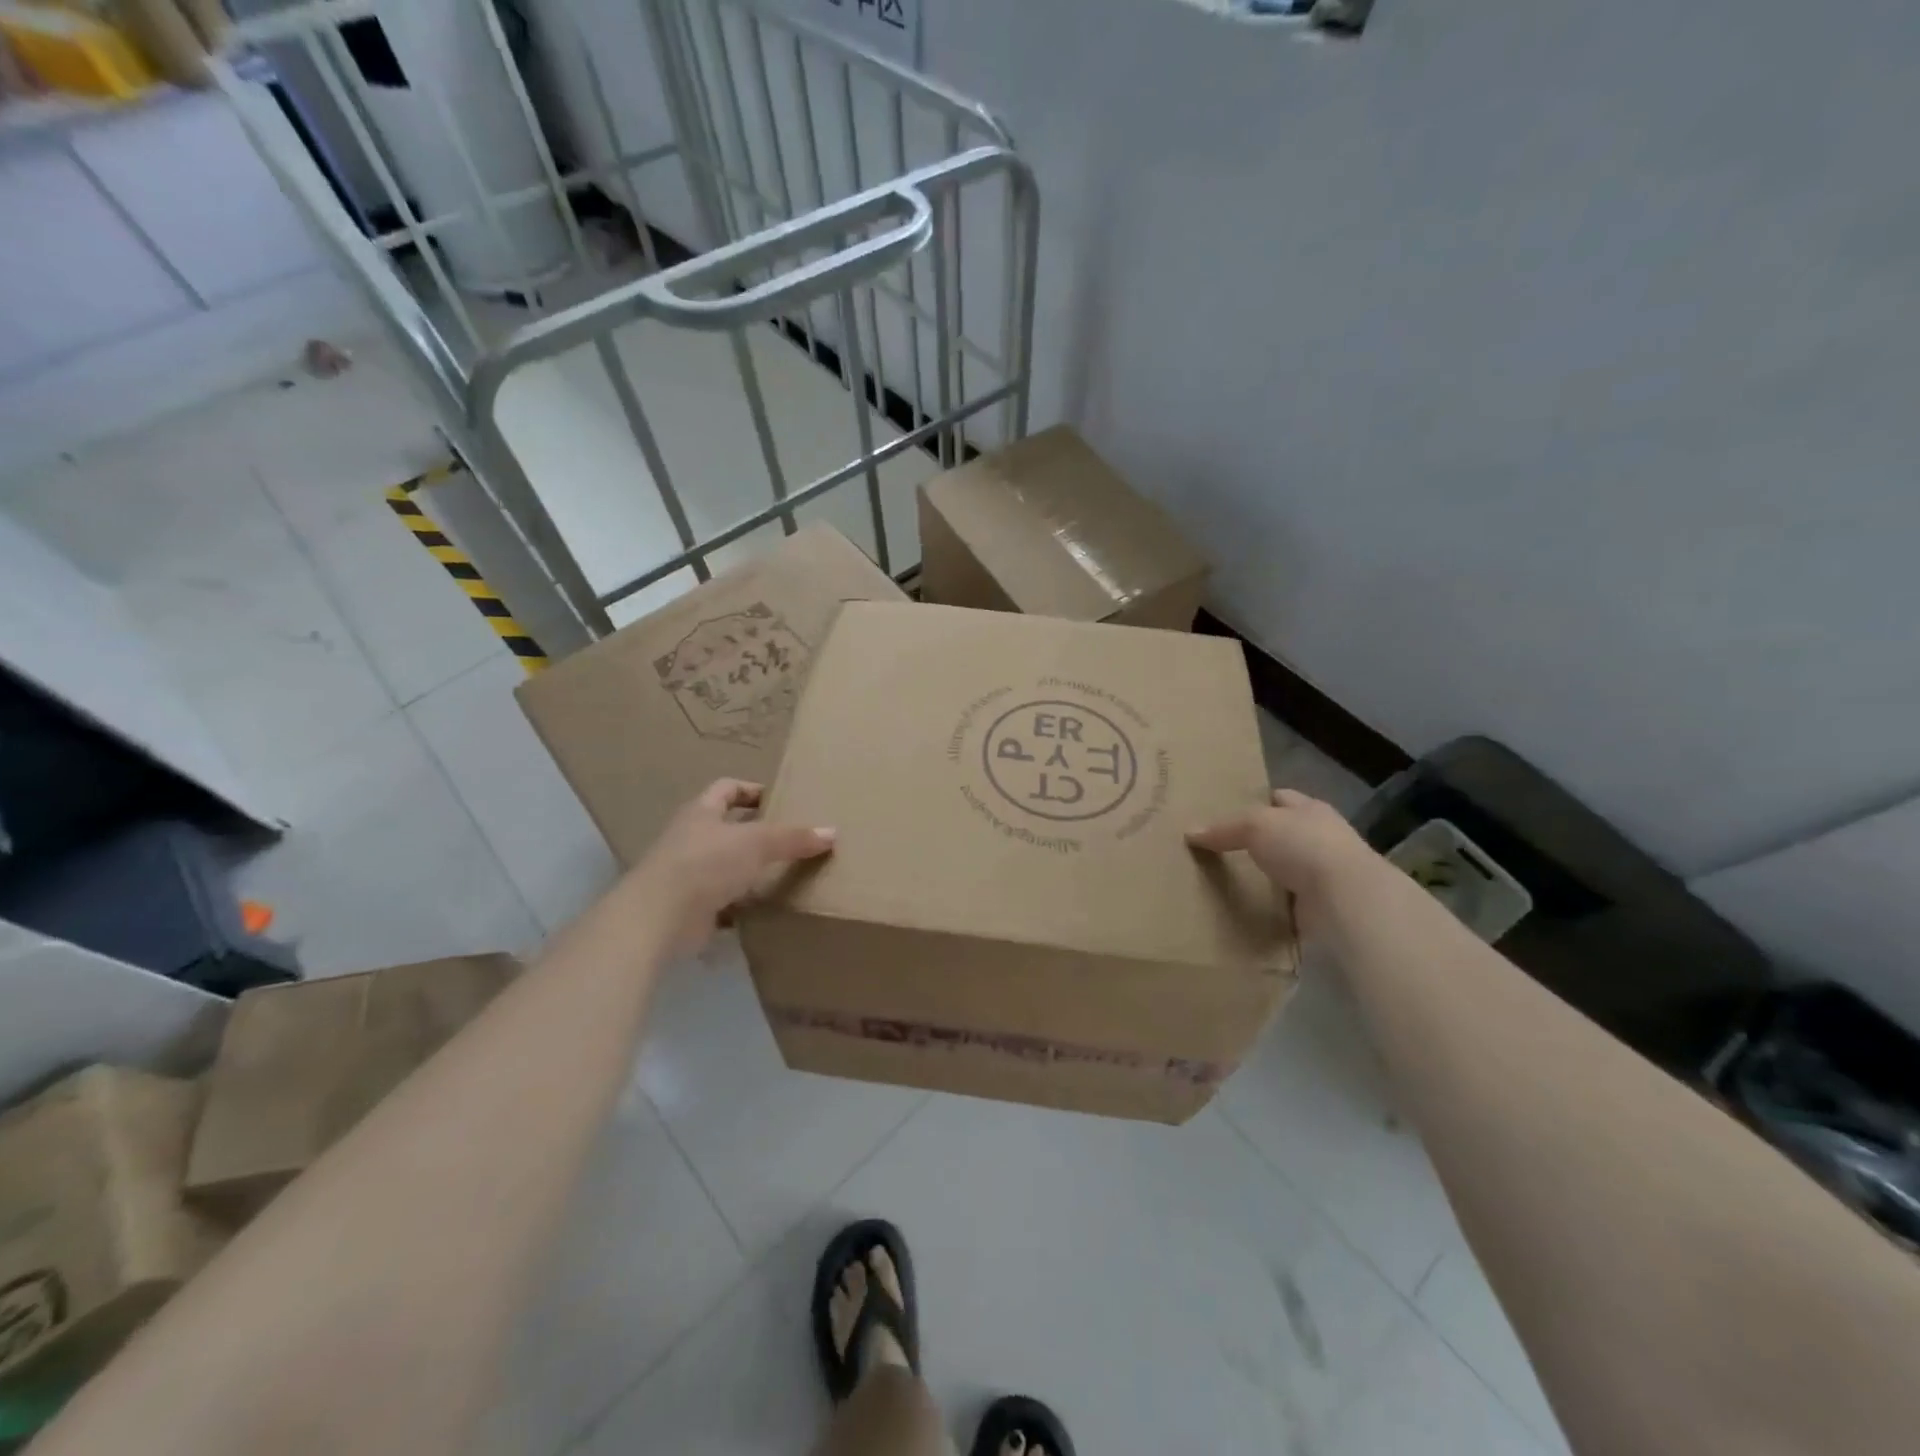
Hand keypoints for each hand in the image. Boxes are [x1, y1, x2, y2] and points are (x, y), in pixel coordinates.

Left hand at [628, 779, 834, 955]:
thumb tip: (832, 833)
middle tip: (791, 839)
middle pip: (726, 827)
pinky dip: (741, 905)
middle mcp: (690, 838)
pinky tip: (764, 909)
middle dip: (755, 832)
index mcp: (701, 812)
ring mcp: (687, 874)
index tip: (780, 800)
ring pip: (724, 865)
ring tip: (784, 874)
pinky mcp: (689, 908)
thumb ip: (793, 838)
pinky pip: (722, 902)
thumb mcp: (757, 842)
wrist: (659, 917)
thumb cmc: (706, 863)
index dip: (752, 790)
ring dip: (749, 870)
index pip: (727, 788)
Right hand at [1186, 789, 1380, 935]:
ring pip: (1286, 869)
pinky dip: (1271, 905)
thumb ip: (1224, 828)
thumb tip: (1190, 833)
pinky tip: (1247, 907)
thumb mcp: (1255, 825)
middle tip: (1219, 847)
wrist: (1345, 898)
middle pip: (1284, 834)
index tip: (1227, 811)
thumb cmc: (1303, 846)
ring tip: (1227, 878)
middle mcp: (1321, 838)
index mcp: (1310, 810)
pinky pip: (1288, 902)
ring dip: (1266, 875)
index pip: (1281, 798)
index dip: (1256, 801)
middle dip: (1259, 840)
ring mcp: (1324, 874)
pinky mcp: (1321, 906)